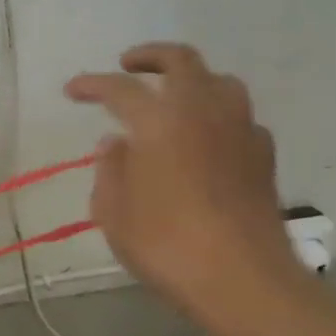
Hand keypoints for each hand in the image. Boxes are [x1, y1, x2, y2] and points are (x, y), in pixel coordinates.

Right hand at [65, 42, 298, 313]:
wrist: (242, 279)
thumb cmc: (165, 244)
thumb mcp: (113, 211)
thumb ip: (110, 169)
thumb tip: (115, 143)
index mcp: (159, 122)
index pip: (120, 88)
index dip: (92, 84)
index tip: (73, 90)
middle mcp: (203, 113)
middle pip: (181, 61)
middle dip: (150, 56)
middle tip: (128, 65)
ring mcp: (239, 131)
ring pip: (219, 82)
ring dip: (191, 79)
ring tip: (171, 96)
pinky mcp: (262, 155)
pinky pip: (239, 117)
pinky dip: (217, 115)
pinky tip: (205, 138)